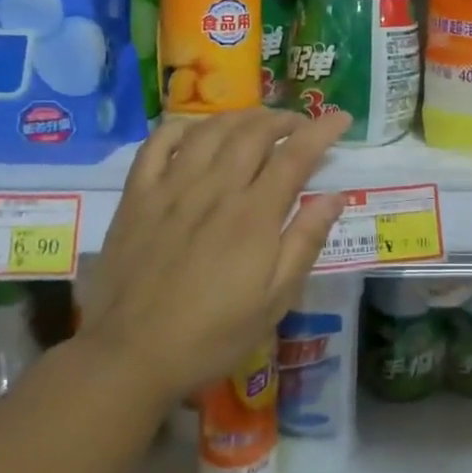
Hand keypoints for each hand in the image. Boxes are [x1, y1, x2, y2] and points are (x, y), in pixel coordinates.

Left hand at [72, 108, 351, 407]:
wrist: (130, 355)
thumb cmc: (213, 334)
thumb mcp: (275, 300)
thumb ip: (306, 242)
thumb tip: (335, 196)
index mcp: (254, 215)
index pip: (296, 154)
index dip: (322, 130)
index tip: (341, 118)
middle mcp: (215, 189)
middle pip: (255, 132)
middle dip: (285, 119)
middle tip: (301, 125)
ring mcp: (172, 188)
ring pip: (211, 129)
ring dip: (242, 117)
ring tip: (258, 124)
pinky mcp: (137, 196)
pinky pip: (158, 142)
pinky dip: (183, 127)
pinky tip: (198, 131)